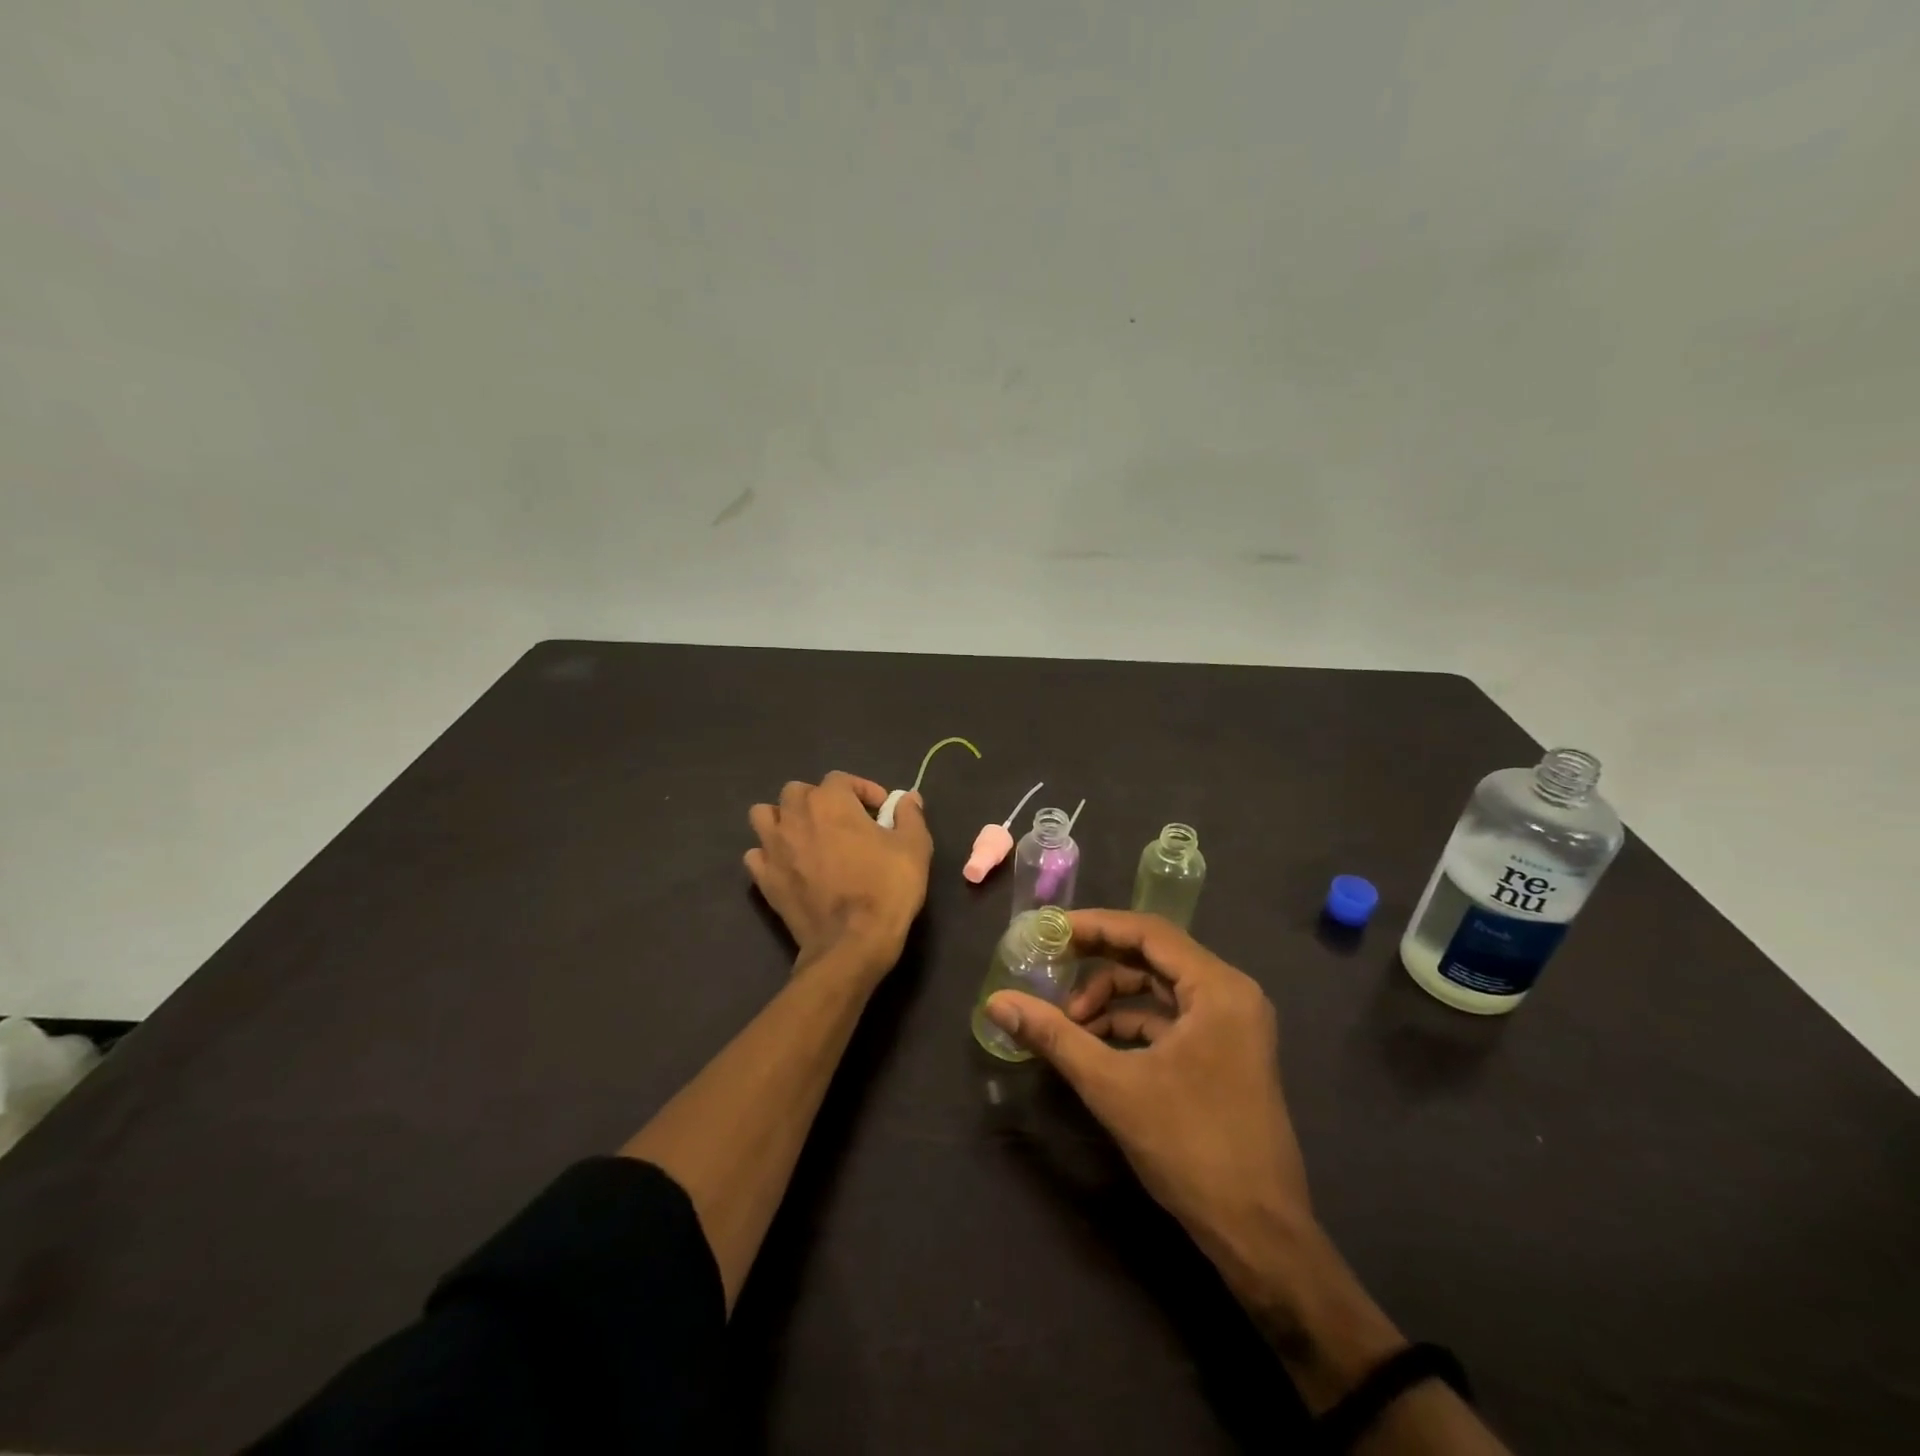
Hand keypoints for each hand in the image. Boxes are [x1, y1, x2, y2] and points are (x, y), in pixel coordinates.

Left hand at [746, 771, 932, 973]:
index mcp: (830, 802)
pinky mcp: (764, 879)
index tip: (881, 811)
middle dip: (820, 800)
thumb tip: (909, 798)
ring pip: (764, 815)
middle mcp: (795, 816)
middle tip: (843, 822)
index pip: (840, 778)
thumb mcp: (914, 847)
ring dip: (783, 819)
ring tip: (806, 835)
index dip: (863, 789)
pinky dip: (769, 854)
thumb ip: (910, 815)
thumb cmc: (886, 888)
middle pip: (797, 791)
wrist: (852, 943)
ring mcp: (773, 848)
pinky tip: (789, 865)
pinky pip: (756, 854)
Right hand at [982, 910, 1312, 1306]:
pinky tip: (1096, 1045)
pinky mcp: (1227, 1053)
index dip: (1095, 926)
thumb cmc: (1190, 1147)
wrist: (1260, 1235)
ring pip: (1161, 989)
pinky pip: (1172, 1018)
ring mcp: (1233, 1025)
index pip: (1148, 932)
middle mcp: (1231, 994)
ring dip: (1112, 999)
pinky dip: (1132, 1024)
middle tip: (1051, 969)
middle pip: (1154, 956)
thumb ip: (1054, 1036)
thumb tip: (996, 1002)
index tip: (1050, 932)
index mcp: (1218, 988)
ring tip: (1069, 1024)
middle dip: (1099, 963)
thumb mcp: (1113, 1086)